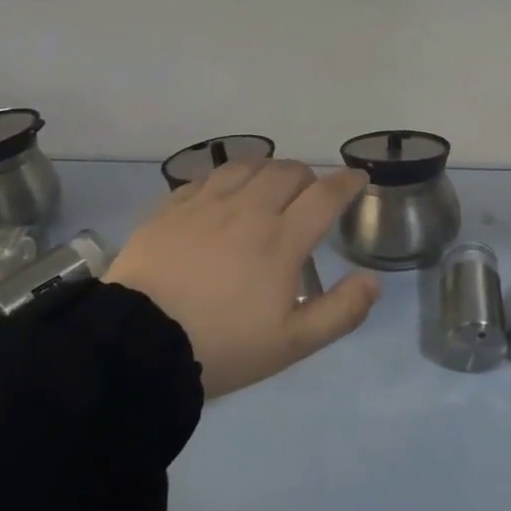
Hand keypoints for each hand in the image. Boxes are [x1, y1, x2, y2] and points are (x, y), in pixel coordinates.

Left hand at [105, 160, 378, 396]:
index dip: (347, 182)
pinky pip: (208, 176)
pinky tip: (224, 193)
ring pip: (248, 165)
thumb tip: (373, 281)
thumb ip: (340, 312)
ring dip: (268, 170)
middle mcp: (249, 210)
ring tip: (270, 186)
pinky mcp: (172, 207)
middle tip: (310, 194)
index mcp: (282, 239)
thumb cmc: (222, 345)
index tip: (357, 178)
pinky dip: (228, 178)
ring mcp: (207, 204)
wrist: (137, 344)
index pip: (325, 195)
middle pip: (288, 171)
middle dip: (308, 176)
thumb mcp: (291, 343)